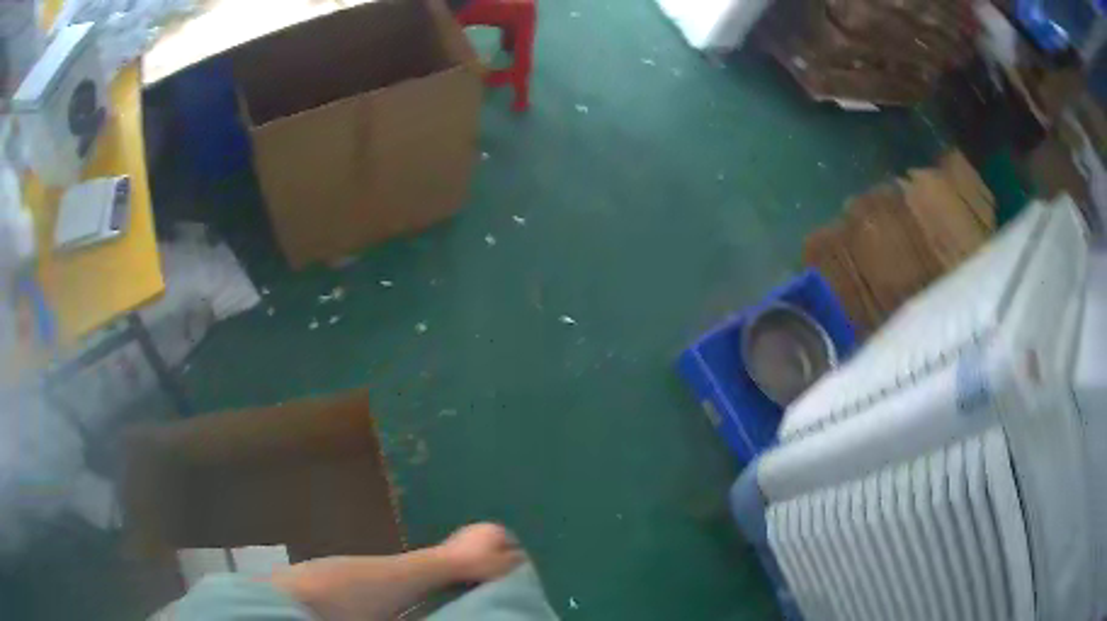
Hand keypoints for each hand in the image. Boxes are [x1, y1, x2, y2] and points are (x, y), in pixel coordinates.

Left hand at [438, 523, 524, 582]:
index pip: (514, 542)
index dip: (516, 558)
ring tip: (484, 575)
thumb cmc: (478, 564)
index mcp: (497, 528)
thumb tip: (523, 555)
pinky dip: (472, 560)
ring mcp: (465, 532)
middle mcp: (481, 526)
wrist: (443, 565)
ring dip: (484, 558)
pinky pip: (469, 552)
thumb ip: (517, 559)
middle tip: (500, 573)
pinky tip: (470, 571)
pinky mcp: (452, 541)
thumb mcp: (504, 565)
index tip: (514, 571)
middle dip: (500, 557)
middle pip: (497, 544)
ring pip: (482, 548)